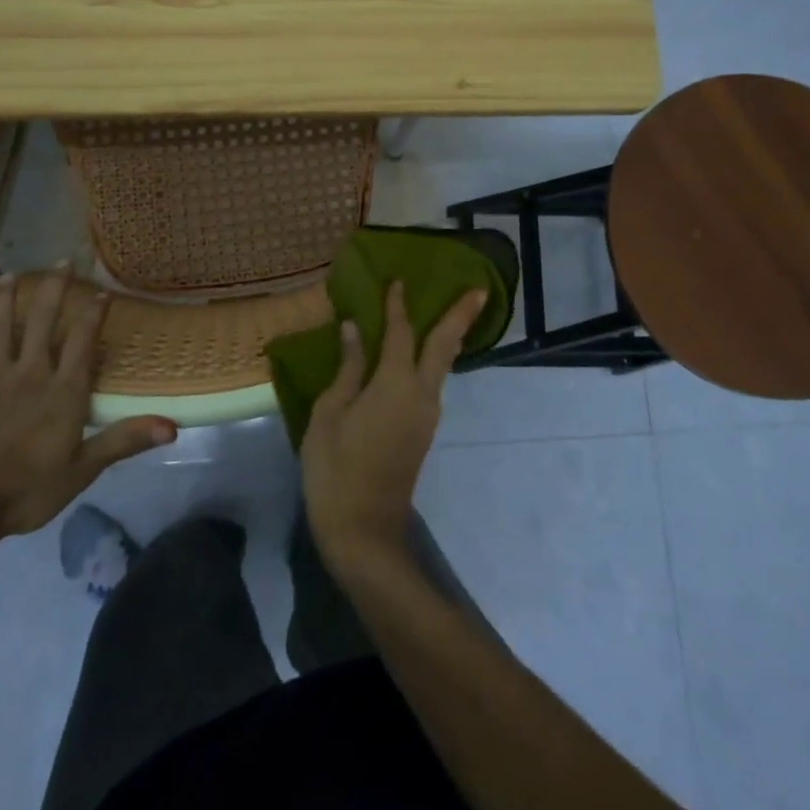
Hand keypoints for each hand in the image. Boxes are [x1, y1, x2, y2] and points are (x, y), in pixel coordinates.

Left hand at [0, 271, 176, 552]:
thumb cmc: (26, 490)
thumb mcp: (83, 469)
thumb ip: (125, 440)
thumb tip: (173, 425)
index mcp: (62, 392)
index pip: (82, 343)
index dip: (94, 315)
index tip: (102, 291)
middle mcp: (29, 376)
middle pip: (42, 325)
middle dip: (54, 291)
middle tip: (61, 260)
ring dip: (4, 302)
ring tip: (8, 276)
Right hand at [301, 282, 486, 574]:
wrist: (363, 530)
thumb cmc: (335, 468)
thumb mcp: (329, 413)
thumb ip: (347, 369)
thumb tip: (354, 329)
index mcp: (394, 385)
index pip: (401, 333)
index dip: (398, 305)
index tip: (399, 280)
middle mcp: (421, 394)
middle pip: (445, 346)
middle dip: (462, 316)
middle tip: (480, 290)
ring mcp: (427, 415)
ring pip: (443, 366)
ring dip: (450, 337)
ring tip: (452, 314)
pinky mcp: (423, 432)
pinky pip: (432, 384)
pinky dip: (434, 360)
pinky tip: (420, 356)